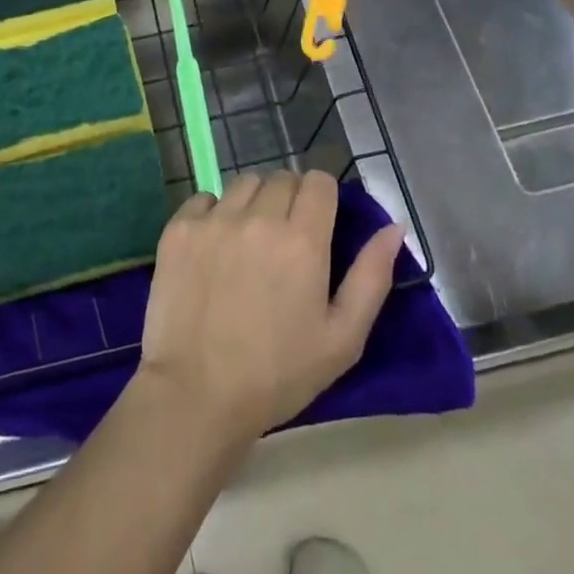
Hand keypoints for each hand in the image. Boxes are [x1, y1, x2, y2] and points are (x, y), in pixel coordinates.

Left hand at [136, 171, 403, 444]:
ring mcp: (214, 220)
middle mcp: (259, 217)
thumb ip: (372, 277)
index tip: (318, 222)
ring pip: (243, 184)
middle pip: (281, 179)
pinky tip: (213, 248)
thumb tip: (393, 228)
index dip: (322, 197)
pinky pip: (203, 199)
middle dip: (289, 200)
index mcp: (303, 240)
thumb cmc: (278, 374)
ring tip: (248, 242)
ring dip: (252, 203)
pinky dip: (212, 214)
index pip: (318, 181)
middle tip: (284, 240)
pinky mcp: (179, 229)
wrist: (197, 395)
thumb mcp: (342, 338)